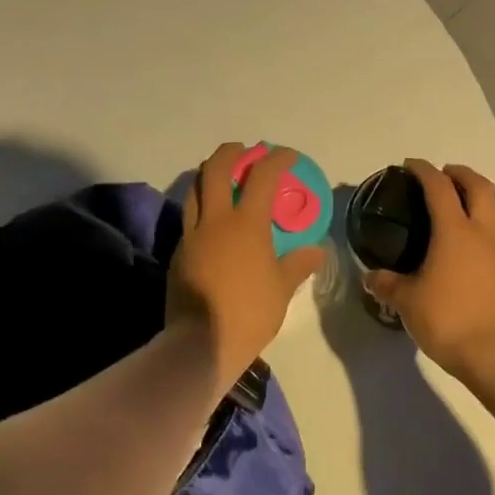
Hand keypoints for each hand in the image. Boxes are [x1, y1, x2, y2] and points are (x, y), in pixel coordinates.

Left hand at [168, 142, 326, 385]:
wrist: (201, 343)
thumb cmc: (249, 313)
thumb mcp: (282, 289)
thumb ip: (297, 264)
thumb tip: (316, 251)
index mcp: (246, 224)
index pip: (262, 176)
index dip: (277, 159)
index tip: (287, 156)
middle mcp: (215, 220)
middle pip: (216, 169)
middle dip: (231, 153)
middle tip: (244, 152)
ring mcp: (192, 235)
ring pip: (195, 190)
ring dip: (210, 176)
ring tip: (224, 179)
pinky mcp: (178, 253)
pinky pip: (189, 219)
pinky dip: (201, 209)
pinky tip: (212, 223)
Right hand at [363, 159, 494, 375]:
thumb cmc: (448, 318)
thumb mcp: (406, 301)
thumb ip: (387, 283)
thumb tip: (371, 276)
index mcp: (454, 230)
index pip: (439, 187)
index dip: (424, 170)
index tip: (409, 164)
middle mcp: (481, 232)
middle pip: (479, 187)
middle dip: (460, 174)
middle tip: (441, 175)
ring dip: (478, 197)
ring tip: (459, 203)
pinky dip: (484, 222)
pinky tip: (470, 240)